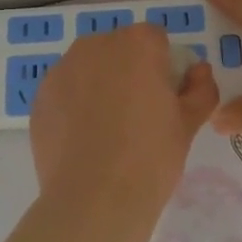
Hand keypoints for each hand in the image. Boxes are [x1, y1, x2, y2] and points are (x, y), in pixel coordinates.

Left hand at [28, 23, 218, 218]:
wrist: (93, 200)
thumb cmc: (150, 157)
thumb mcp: (189, 124)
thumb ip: (201, 88)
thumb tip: (199, 71)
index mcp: (137, 43)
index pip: (155, 40)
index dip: (163, 66)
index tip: (164, 98)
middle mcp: (96, 44)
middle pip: (119, 49)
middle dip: (129, 71)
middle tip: (138, 114)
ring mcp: (63, 68)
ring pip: (89, 67)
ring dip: (100, 84)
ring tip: (107, 129)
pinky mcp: (40, 95)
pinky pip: (66, 90)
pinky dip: (74, 104)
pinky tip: (82, 140)